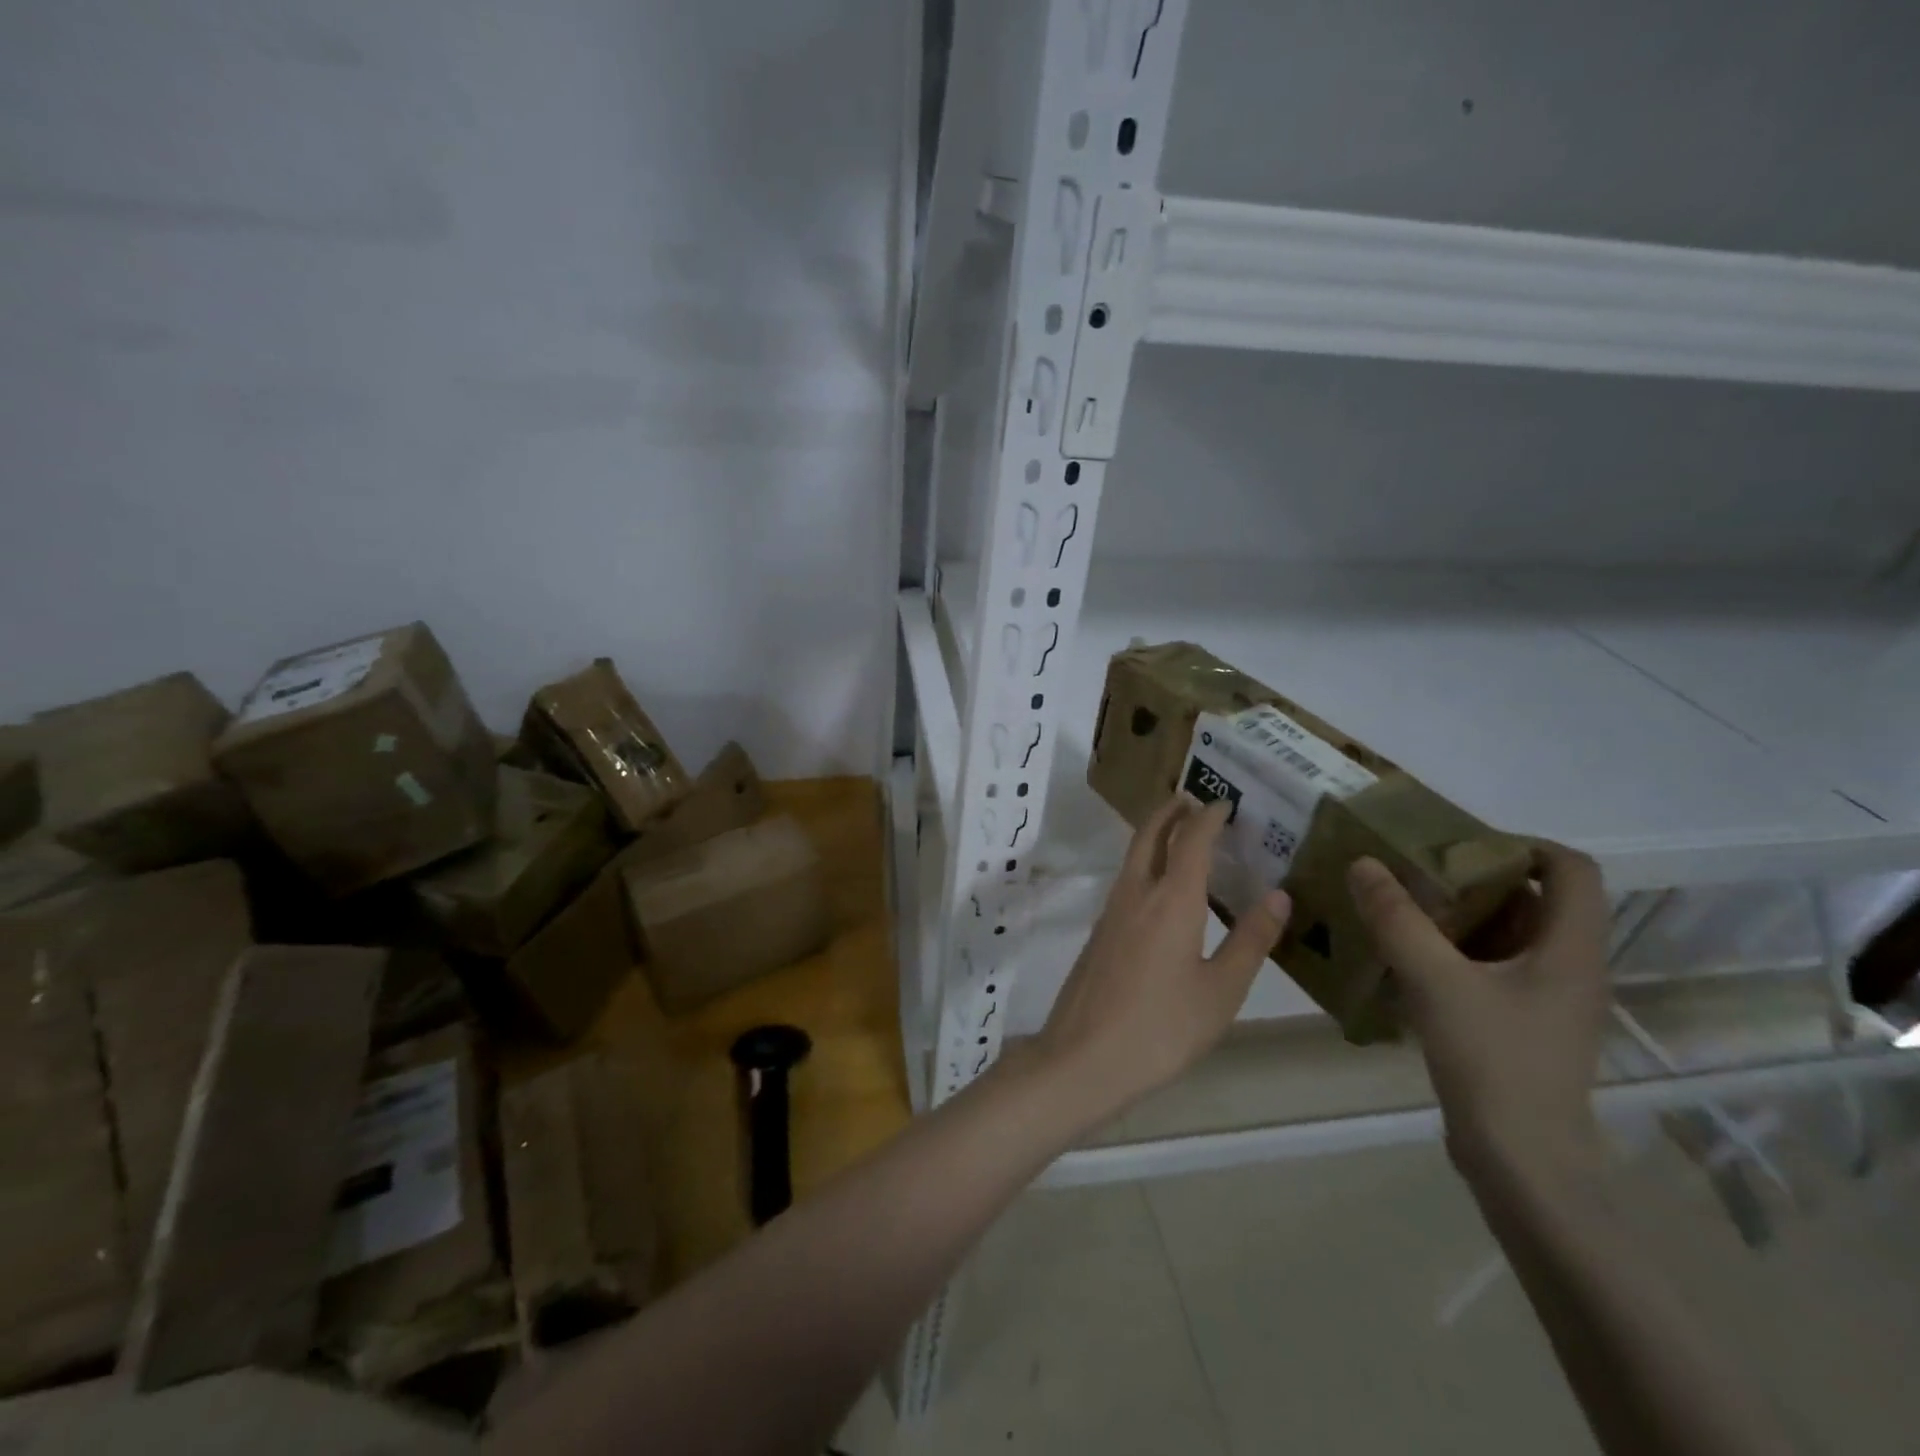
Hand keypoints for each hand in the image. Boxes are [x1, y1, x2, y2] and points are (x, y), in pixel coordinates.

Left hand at [1038, 795, 1289, 1124]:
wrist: (1084, 1055)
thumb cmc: (1162, 1027)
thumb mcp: (1221, 991)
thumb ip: (1250, 940)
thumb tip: (1278, 895)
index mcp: (1171, 900)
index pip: (1191, 840)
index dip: (1208, 817)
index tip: (1225, 803)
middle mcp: (1136, 893)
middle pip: (1150, 835)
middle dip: (1170, 811)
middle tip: (1192, 799)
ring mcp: (1111, 911)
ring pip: (1133, 856)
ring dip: (1155, 835)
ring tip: (1181, 835)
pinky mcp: (1099, 931)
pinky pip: (1127, 881)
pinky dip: (1146, 864)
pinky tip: (1161, 888)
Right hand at [1346, 844, 1610, 1180]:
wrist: (1522, 1164)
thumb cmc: (1494, 1063)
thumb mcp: (1435, 981)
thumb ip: (1397, 919)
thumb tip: (1364, 863)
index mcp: (1569, 950)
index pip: (1571, 869)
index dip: (1522, 845)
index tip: (1458, 844)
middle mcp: (1568, 968)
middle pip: (1534, 899)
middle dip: (1473, 877)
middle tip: (1412, 869)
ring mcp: (1546, 1000)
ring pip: (1508, 935)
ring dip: (1458, 914)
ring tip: (1399, 904)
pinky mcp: (1521, 1025)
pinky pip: (1491, 968)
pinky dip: (1453, 950)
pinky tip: (1405, 955)